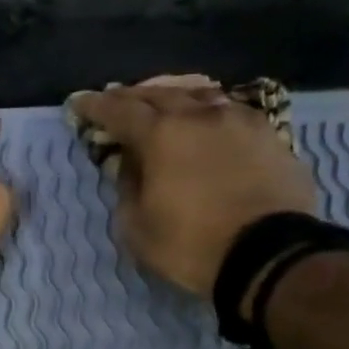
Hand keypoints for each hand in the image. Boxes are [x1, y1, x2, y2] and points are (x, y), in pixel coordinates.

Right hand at [66, 76, 317, 298]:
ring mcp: (239, 119)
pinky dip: (208, 111)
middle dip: (133, 96)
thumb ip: (127, 189)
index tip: (79, 103)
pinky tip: (207, 120)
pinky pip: (229, 110)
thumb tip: (130, 164)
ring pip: (199, 94)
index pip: (119, 110)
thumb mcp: (139, 229)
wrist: (269, 255)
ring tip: (163, 102)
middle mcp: (200, 114)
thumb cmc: (193, 246)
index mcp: (161, 135)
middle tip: (117, 100)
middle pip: (159, 93)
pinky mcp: (268, 134)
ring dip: (173, 96)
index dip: (96, 106)